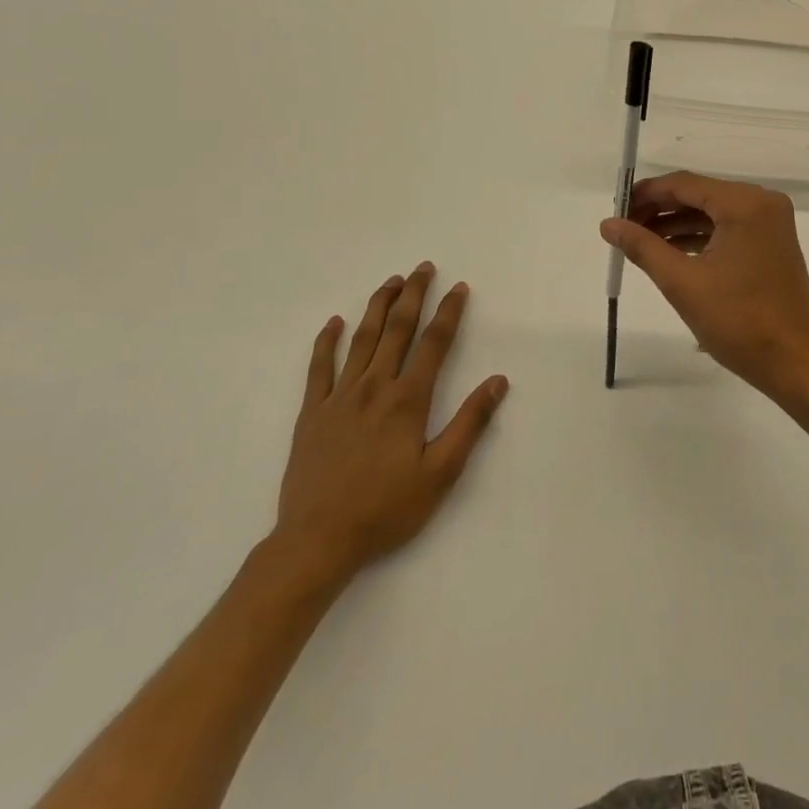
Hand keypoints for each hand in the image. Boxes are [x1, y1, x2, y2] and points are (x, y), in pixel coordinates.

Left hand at [270, 263, 507, 595]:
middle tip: (423, 268)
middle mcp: (374, 387)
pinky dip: (326, 342)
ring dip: (377, 307)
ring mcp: (339, 398)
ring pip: (361, 340)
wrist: (318, 540)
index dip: (449, 313)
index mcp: (408, 400)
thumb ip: (470, 423)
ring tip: (390, 282)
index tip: (459, 288)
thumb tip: (497, 381)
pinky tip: (334, 322)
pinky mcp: (311, 413)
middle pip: (397, 330)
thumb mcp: (441, 473)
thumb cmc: (386, 509)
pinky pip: (318, 368)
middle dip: (413, 296)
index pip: (434, 344)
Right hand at [600, 171, 808, 400]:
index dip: (646, 194)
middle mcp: (762, 204)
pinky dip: (698, 238)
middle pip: (699, 195)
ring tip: (638, 242)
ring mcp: (770, 224)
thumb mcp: (682, 282)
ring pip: (712, 213)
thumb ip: (642, 247)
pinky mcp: (770, 245)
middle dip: (659, 210)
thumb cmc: (738, 321)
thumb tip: (608, 224)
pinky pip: (727, 230)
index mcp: (745, 204)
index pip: (685, 184)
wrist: (793, 362)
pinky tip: (668, 252)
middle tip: (623, 227)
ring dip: (676, 225)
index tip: (615, 208)